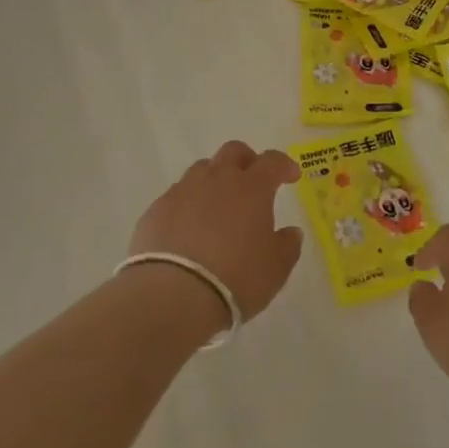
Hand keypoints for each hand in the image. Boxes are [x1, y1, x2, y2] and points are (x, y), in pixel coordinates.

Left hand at [127, 141, 303, 323]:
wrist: (172, 295)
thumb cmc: (235, 279)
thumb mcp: (275, 269)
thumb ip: (287, 245)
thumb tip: (291, 231)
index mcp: (251, 188)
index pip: (272, 161)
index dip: (284, 164)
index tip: (291, 175)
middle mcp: (217, 179)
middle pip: (233, 151)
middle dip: (247, 160)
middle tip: (253, 181)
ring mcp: (183, 191)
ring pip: (202, 169)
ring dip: (215, 179)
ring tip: (218, 206)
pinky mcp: (157, 209)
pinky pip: (177, 196)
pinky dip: (188, 204)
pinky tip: (188, 229)